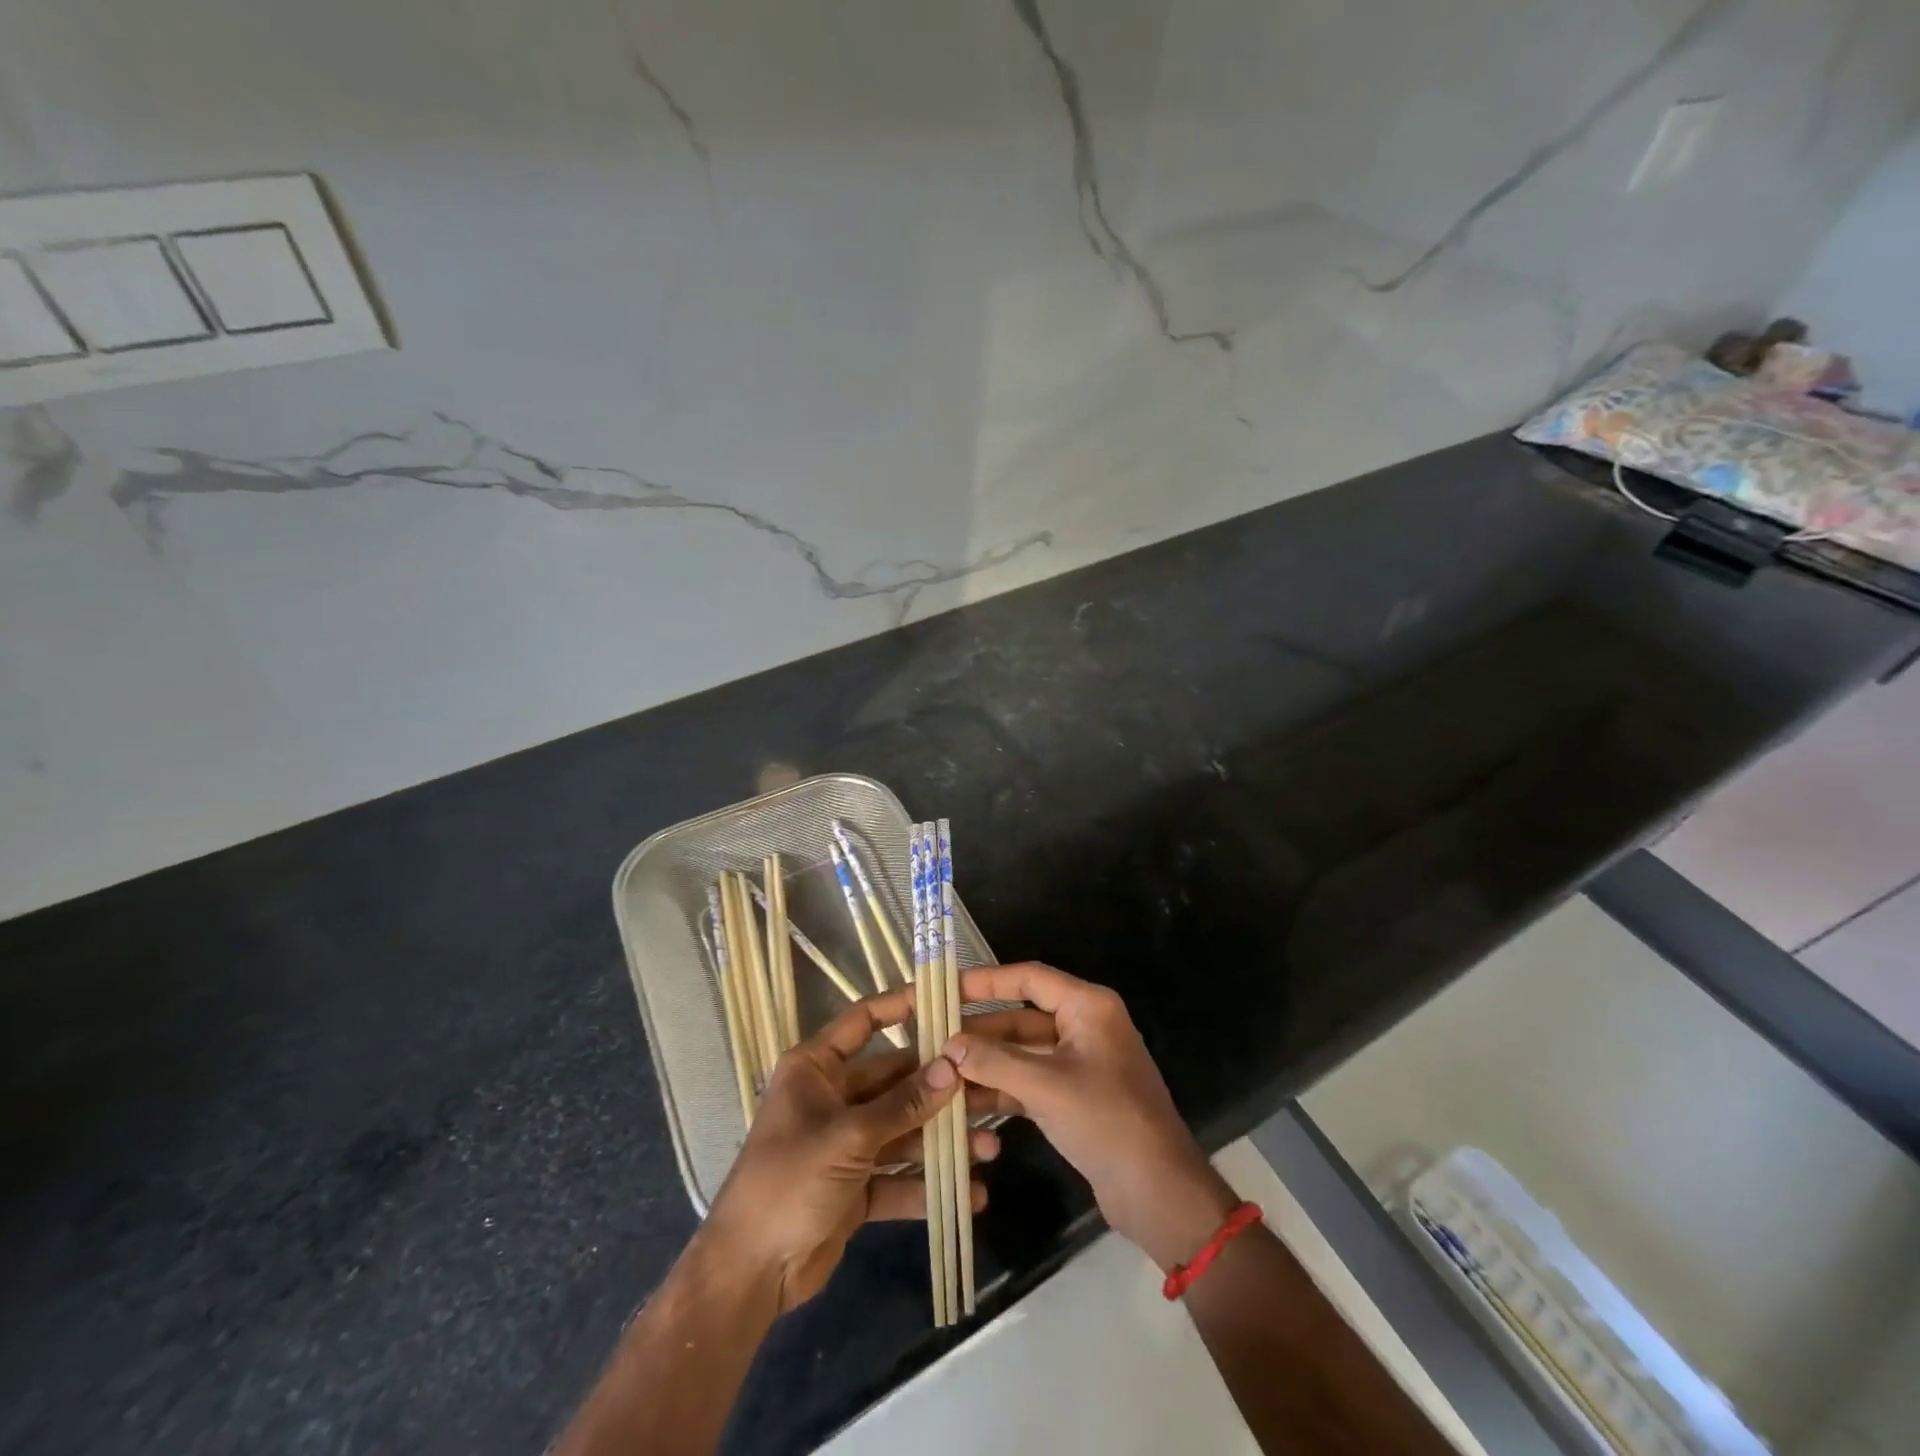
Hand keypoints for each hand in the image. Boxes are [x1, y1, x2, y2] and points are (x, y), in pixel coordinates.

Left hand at [702, 985, 997, 1312]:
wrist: (748, 1274)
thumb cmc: (789, 1182)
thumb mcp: (849, 1137)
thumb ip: (903, 1104)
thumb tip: (952, 1068)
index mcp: (816, 1068)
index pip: (864, 1021)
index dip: (902, 1006)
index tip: (946, 1001)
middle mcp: (833, 1097)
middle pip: (895, 1081)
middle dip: (940, 1090)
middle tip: (989, 1089)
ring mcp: (845, 1144)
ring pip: (903, 1130)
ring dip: (943, 1140)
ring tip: (989, 1148)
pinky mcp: (856, 1186)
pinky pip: (899, 1177)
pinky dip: (929, 1186)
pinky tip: (970, 1194)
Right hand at [945, 963, 1238, 1269]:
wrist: (1158, 1192)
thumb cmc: (1106, 1121)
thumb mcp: (1046, 1087)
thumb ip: (994, 1062)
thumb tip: (947, 1046)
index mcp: (1087, 1007)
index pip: (1029, 978)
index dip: (987, 980)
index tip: (947, 987)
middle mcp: (1083, 1026)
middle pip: (1021, 1017)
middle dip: (980, 1031)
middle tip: (933, 1037)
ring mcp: (1079, 1063)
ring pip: (1022, 1052)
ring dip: (986, 1062)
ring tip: (939, 1070)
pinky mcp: (1074, 1097)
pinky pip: (1030, 1081)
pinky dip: (1001, 1088)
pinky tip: (964, 1100)